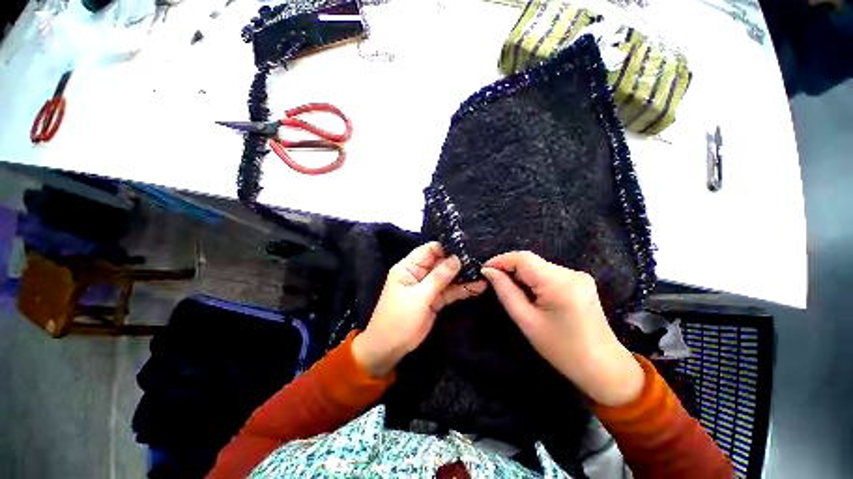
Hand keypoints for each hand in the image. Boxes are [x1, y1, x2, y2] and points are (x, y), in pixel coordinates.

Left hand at [352, 242, 486, 376]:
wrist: (390, 348)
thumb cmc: (399, 318)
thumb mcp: (419, 296)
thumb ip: (439, 277)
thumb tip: (456, 258)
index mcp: (409, 267)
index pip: (429, 250)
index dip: (446, 247)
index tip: (466, 246)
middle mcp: (419, 273)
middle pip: (441, 262)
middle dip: (459, 261)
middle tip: (480, 258)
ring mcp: (428, 287)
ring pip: (448, 277)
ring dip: (464, 275)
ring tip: (483, 272)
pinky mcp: (435, 299)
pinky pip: (450, 291)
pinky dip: (463, 289)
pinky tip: (479, 287)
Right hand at [481, 251, 643, 406]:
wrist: (603, 368)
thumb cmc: (561, 350)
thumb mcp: (526, 321)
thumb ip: (505, 292)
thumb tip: (488, 271)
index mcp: (559, 283)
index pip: (523, 258)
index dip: (501, 260)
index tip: (484, 270)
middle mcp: (571, 273)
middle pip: (531, 261)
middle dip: (509, 268)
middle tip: (492, 281)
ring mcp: (578, 275)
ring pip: (538, 266)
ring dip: (520, 274)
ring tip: (509, 289)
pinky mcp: (579, 281)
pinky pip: (548, 273)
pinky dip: (533, 279)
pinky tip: (528, 293)